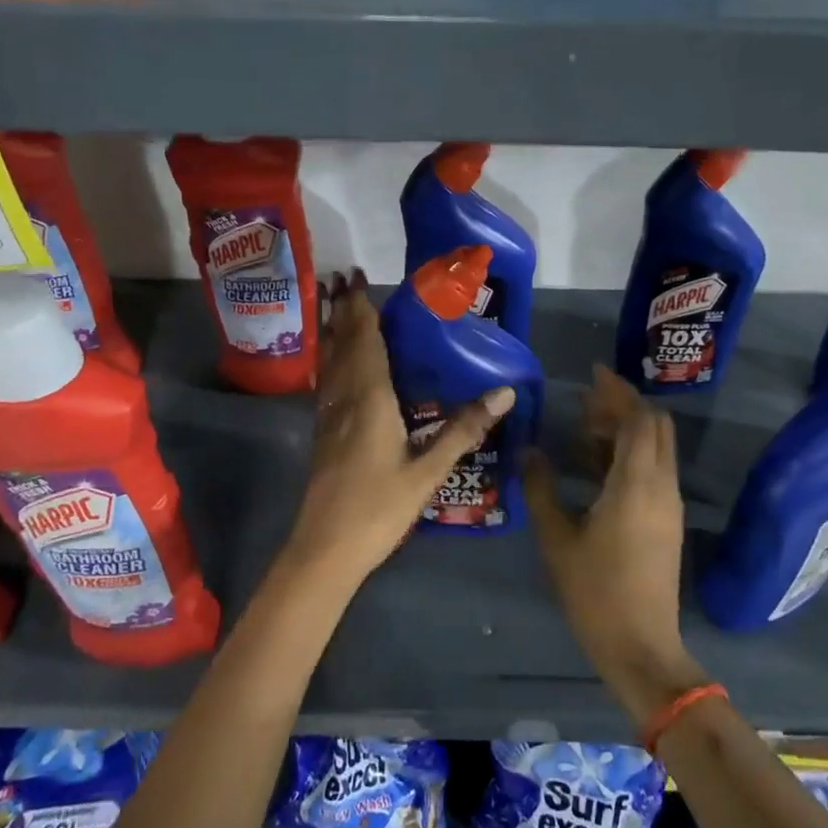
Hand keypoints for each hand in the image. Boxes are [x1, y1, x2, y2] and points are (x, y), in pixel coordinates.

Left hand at [278, 270, 513, 591]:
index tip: (355, 278)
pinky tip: (332, 365)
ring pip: (329, 363)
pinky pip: (325, 383)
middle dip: (342, 311)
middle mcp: (344, 400)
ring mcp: (328, 418)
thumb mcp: (428, 472)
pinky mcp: (322, 435)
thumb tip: (504, 392)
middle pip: (342, 346)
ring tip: (331, 307)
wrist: (325, 549)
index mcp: (370, 401)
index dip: (360, 310)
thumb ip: (463, 430)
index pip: (365, 343)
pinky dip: (329, 361)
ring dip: (331, 332)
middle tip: (340, 279)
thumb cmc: (378, 509)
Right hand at [524, 366, 705, 726]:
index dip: (617, 391)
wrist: (641, 646)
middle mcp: (662, 485)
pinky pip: (655, 470)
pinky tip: (598, 465)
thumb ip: (541, 489)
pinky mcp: (669, 521)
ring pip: (657, 448)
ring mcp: (670, 505)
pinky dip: (632, 454)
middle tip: (585, 403)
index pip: (638, 419)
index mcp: (636, 483)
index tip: (593, 374)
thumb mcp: (557, 539)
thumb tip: (531, 451)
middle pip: (655, 427)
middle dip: (624, 406)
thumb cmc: (594, 592)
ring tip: (586, 430)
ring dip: (627, 430)